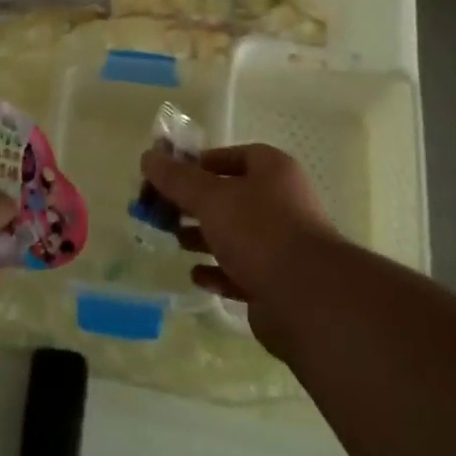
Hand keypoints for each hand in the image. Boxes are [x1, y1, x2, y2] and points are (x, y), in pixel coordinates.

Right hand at [139, 143, 341, 343]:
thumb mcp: (210, 197)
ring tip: (174, 240)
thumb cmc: (259, 232)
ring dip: (203, 236)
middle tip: (160, 210)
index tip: (168, 176)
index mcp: (272, 171)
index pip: (232, 156)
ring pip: (233, 235)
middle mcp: (281, 203)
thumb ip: (176, 178)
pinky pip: (240, 271)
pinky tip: (196, 275)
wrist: (307, 299)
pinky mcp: (276, 283)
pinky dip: (217, 271)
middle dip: (193, 204)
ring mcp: (280, 245)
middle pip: (228, 197)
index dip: (199, 164)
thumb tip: (147, 157)